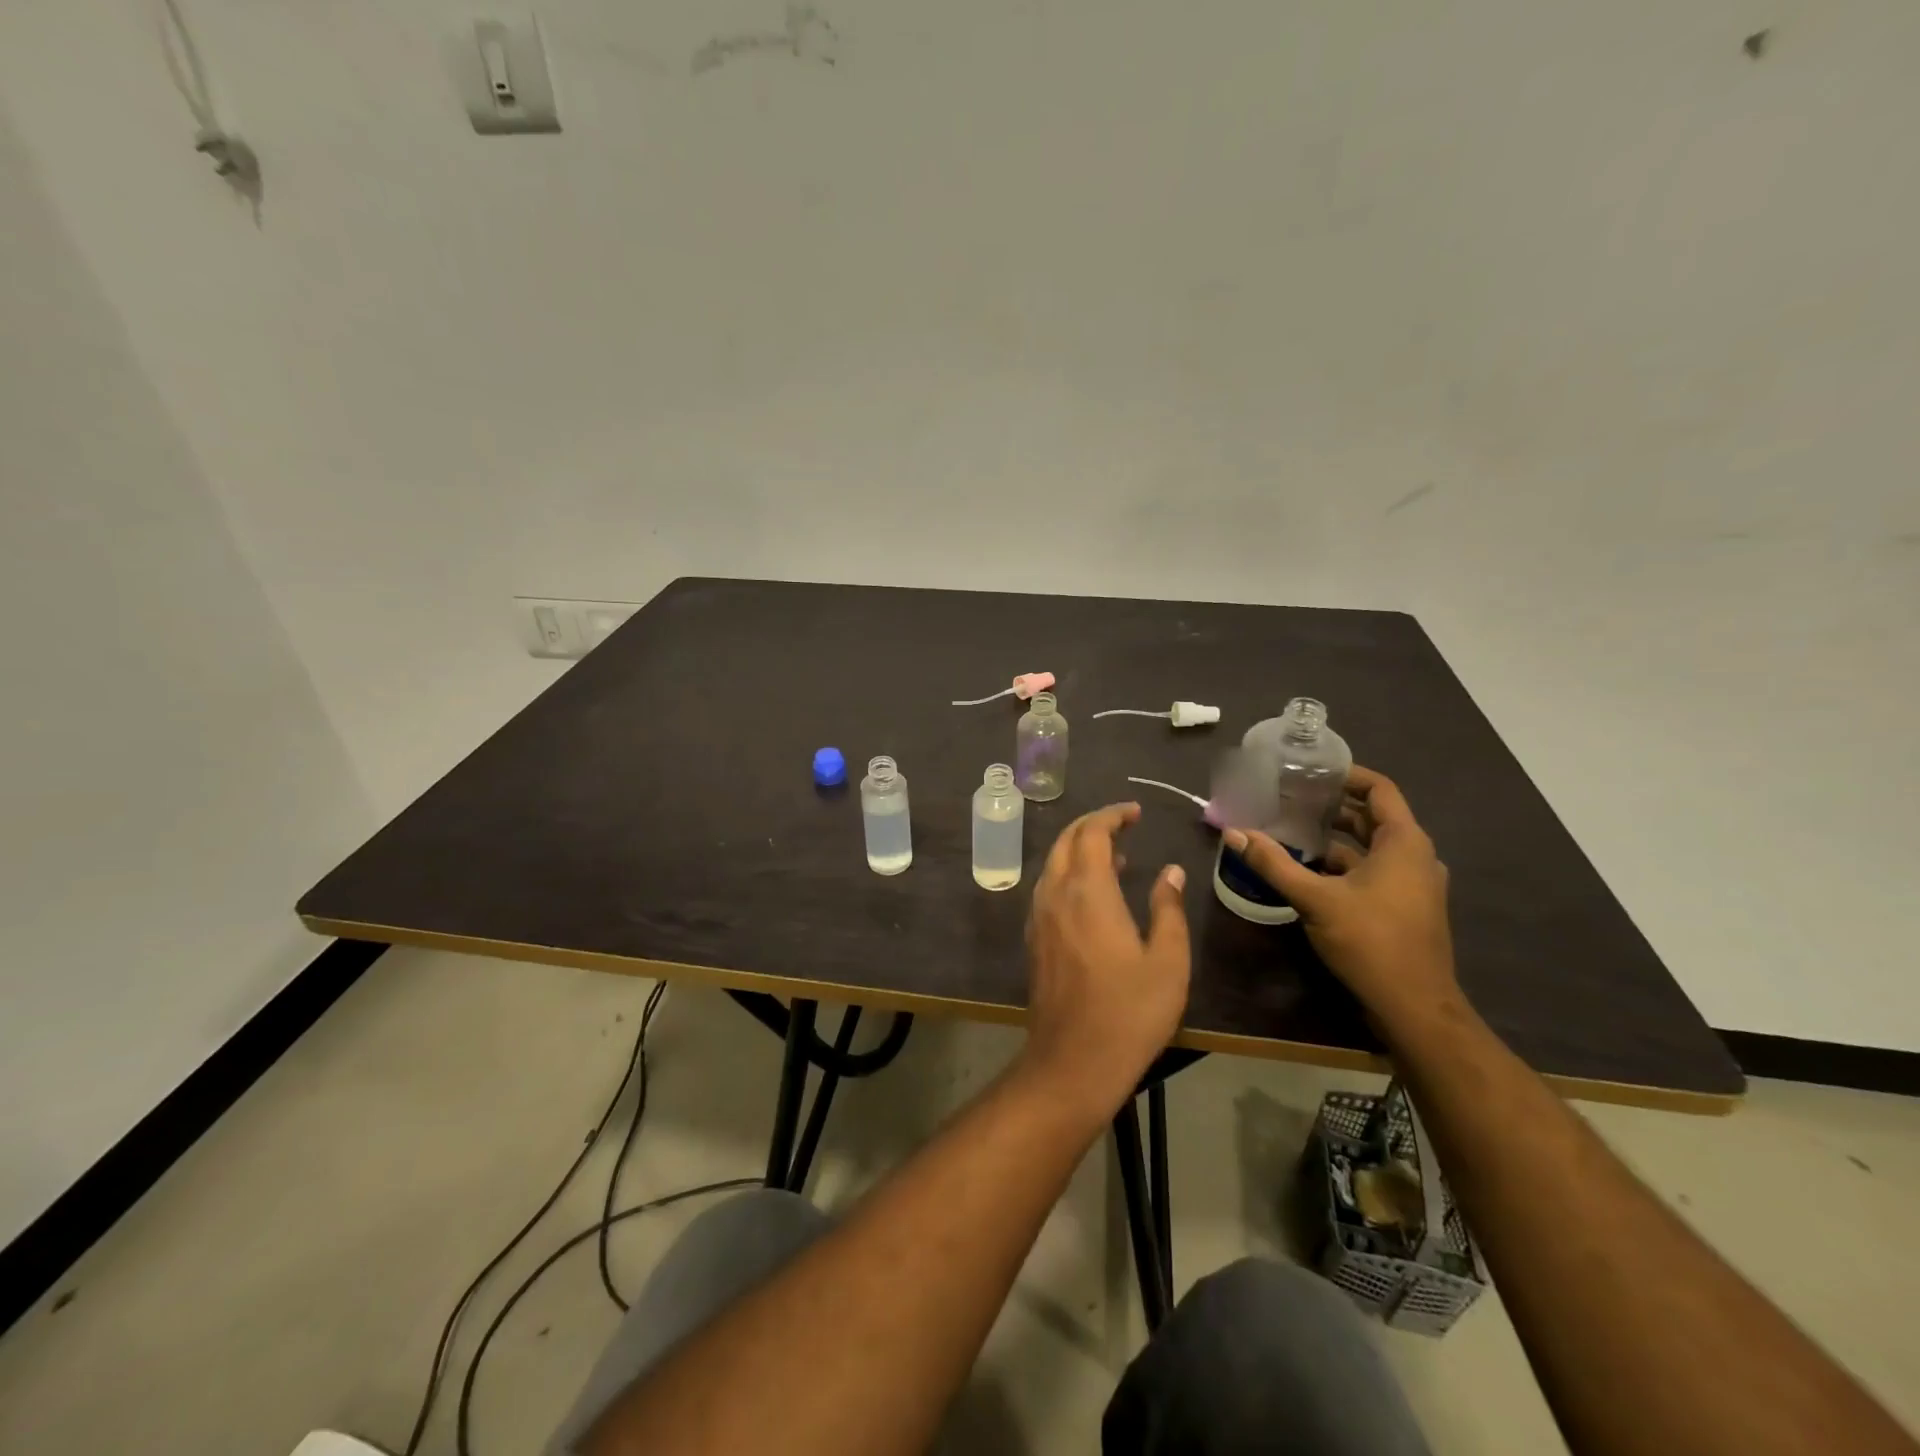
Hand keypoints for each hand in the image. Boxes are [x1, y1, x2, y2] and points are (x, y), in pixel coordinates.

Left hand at [1018, 803, 1190, 1118]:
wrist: (1073, 1061)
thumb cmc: (1129, 1011)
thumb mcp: (1168, 961)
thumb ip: (1168, 908)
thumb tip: (1171, 872)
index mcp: (1087, 892)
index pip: (1092, 833)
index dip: (1113, 816)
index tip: (1136, 813)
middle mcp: (1055, 894)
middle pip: (1066, 841)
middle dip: (1093, 825)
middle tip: (1124, 825)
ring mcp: (1039, 917)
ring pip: (1053, 864)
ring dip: (1079, 849)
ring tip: (1116, 857)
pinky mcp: (1034, 938)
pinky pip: (1048, 888)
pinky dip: (1068, 874)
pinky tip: (1092, 894)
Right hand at [1223, 765, 1459, 1031]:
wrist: (1414, 1007)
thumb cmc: (1371, 942)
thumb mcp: (1316, 900)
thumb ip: (1274, 864)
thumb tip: (1234, 833)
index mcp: (1404, 843)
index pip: (1379, 789)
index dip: (1346, 775)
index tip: (1309, 771)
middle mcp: (1415, 856)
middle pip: (1372, 817)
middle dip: (1331, 806)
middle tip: (1288, 798)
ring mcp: (1412, 884)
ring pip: (1370, 847)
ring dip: (1333, 838)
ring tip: (1289, 831)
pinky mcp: (1404, 906)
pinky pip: (1372, 870)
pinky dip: (1342, 864)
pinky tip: (1306, 870)